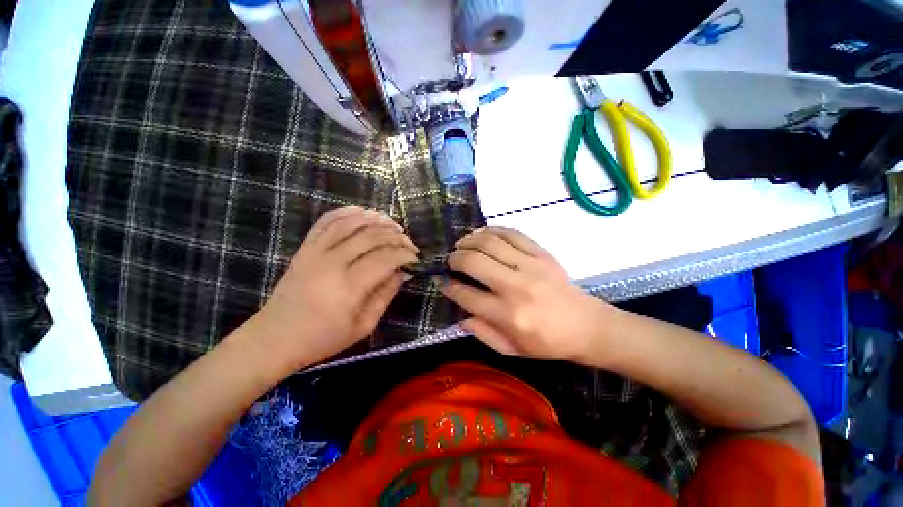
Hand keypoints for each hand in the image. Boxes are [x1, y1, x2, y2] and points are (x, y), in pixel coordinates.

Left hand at [255, 206, 418, 368]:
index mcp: (349, 287)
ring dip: (375, 219)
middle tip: (408, 242)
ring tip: (392, 223)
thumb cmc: (324, 338)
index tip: (415, 258)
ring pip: (350, 223)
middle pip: (371, 237)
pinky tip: (362, 211)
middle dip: (395, 236)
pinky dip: (346, 212)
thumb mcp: (364, 325)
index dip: (405, 254)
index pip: (385, 259)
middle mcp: (332, 263)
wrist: (276, 337)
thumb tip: (403, 272)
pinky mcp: (305, 248)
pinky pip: (326, 221)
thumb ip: (386, 295)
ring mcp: (315, 252)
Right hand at [440, 226, 607, 360]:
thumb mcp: (512, 350)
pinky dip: (492, 230)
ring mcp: (530, 266)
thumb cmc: (548, 343)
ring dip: (469, 240)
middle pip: (473, 262)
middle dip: (455, 258)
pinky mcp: (542, 254)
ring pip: (490, 242)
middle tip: (450, 260)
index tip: (443, 281)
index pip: (466, 295)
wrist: (587, 327)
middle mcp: (515, 287)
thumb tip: (460, 315)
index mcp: (507, 315)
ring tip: (462, 244)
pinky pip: (512, 233)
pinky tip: (483, 234)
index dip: (449, 286)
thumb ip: (482, 333)